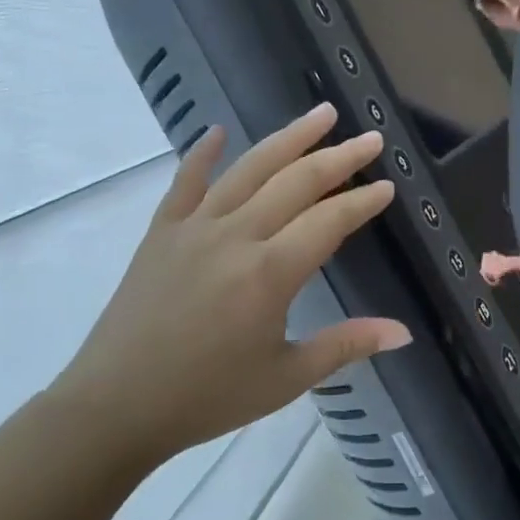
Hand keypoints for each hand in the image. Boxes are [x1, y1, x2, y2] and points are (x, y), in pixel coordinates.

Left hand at [45, 104, 408, 462]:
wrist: (116, 405)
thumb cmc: (208, 396)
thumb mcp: (286, 378)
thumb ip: (346, 346)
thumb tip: (403, 332)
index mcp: (270, 273)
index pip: (329, 221)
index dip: (363, 201)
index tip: (388, 185)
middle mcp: (235, 236)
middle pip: (296, 182)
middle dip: (339, 157)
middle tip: (370, 138)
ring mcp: (194, 227)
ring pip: (249, 169)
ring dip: (288, 137)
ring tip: (320, 114)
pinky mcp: (161, 232)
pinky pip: (185, 182)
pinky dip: (203, 154)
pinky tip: (218, 131)